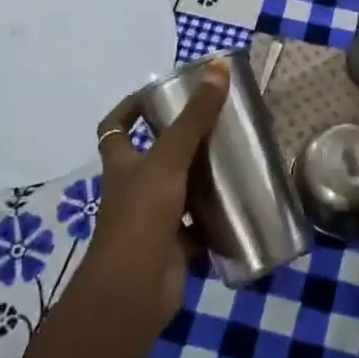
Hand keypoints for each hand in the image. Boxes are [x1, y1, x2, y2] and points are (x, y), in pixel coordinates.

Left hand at [83, 59, 230, 330]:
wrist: (133, 290)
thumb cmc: (142, 215)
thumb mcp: (169, 159)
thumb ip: (195, 117)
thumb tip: (219, 68)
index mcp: (123, 164)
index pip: (116, 127)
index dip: (131, 108)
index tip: (160, 93)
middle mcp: (134, 189)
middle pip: (154, 157)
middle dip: (181, 141)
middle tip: (216, 122)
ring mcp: (153, 219)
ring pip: (179, 190)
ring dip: (202, 178)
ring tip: (235, 157)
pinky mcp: (174, 246)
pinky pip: (198, 226)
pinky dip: (216, 218)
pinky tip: (241, 203)